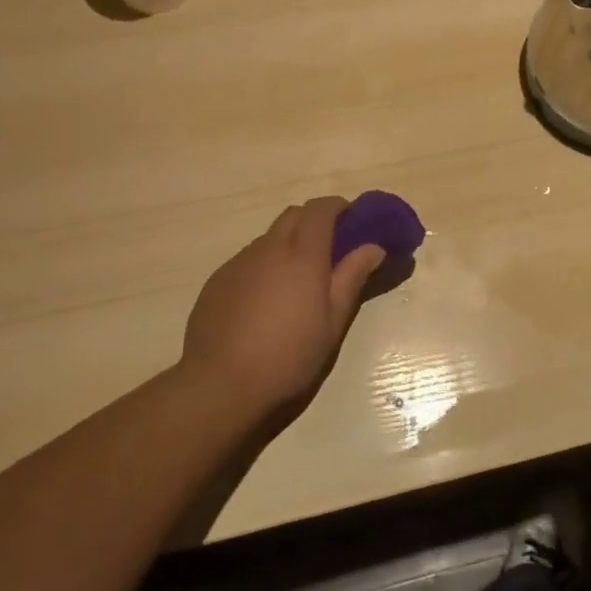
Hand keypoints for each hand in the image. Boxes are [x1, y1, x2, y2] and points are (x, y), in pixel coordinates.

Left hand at [180, 198, 387, 417]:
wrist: (219, 385)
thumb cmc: (288, 356)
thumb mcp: (332, 322)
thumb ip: (352, 278)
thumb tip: (373, 247)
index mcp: (302, 254)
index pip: (320, 209)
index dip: (338, 206)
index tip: (352, 219)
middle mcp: (269, 248)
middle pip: (293, 215)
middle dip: (314, 220)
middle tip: (330, 247)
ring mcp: (239, 262)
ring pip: (269, 238)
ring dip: (288, 244)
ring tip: (297, 281)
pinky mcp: (218, 280)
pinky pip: (248, 260)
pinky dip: (265, 266)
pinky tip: (265, 301)